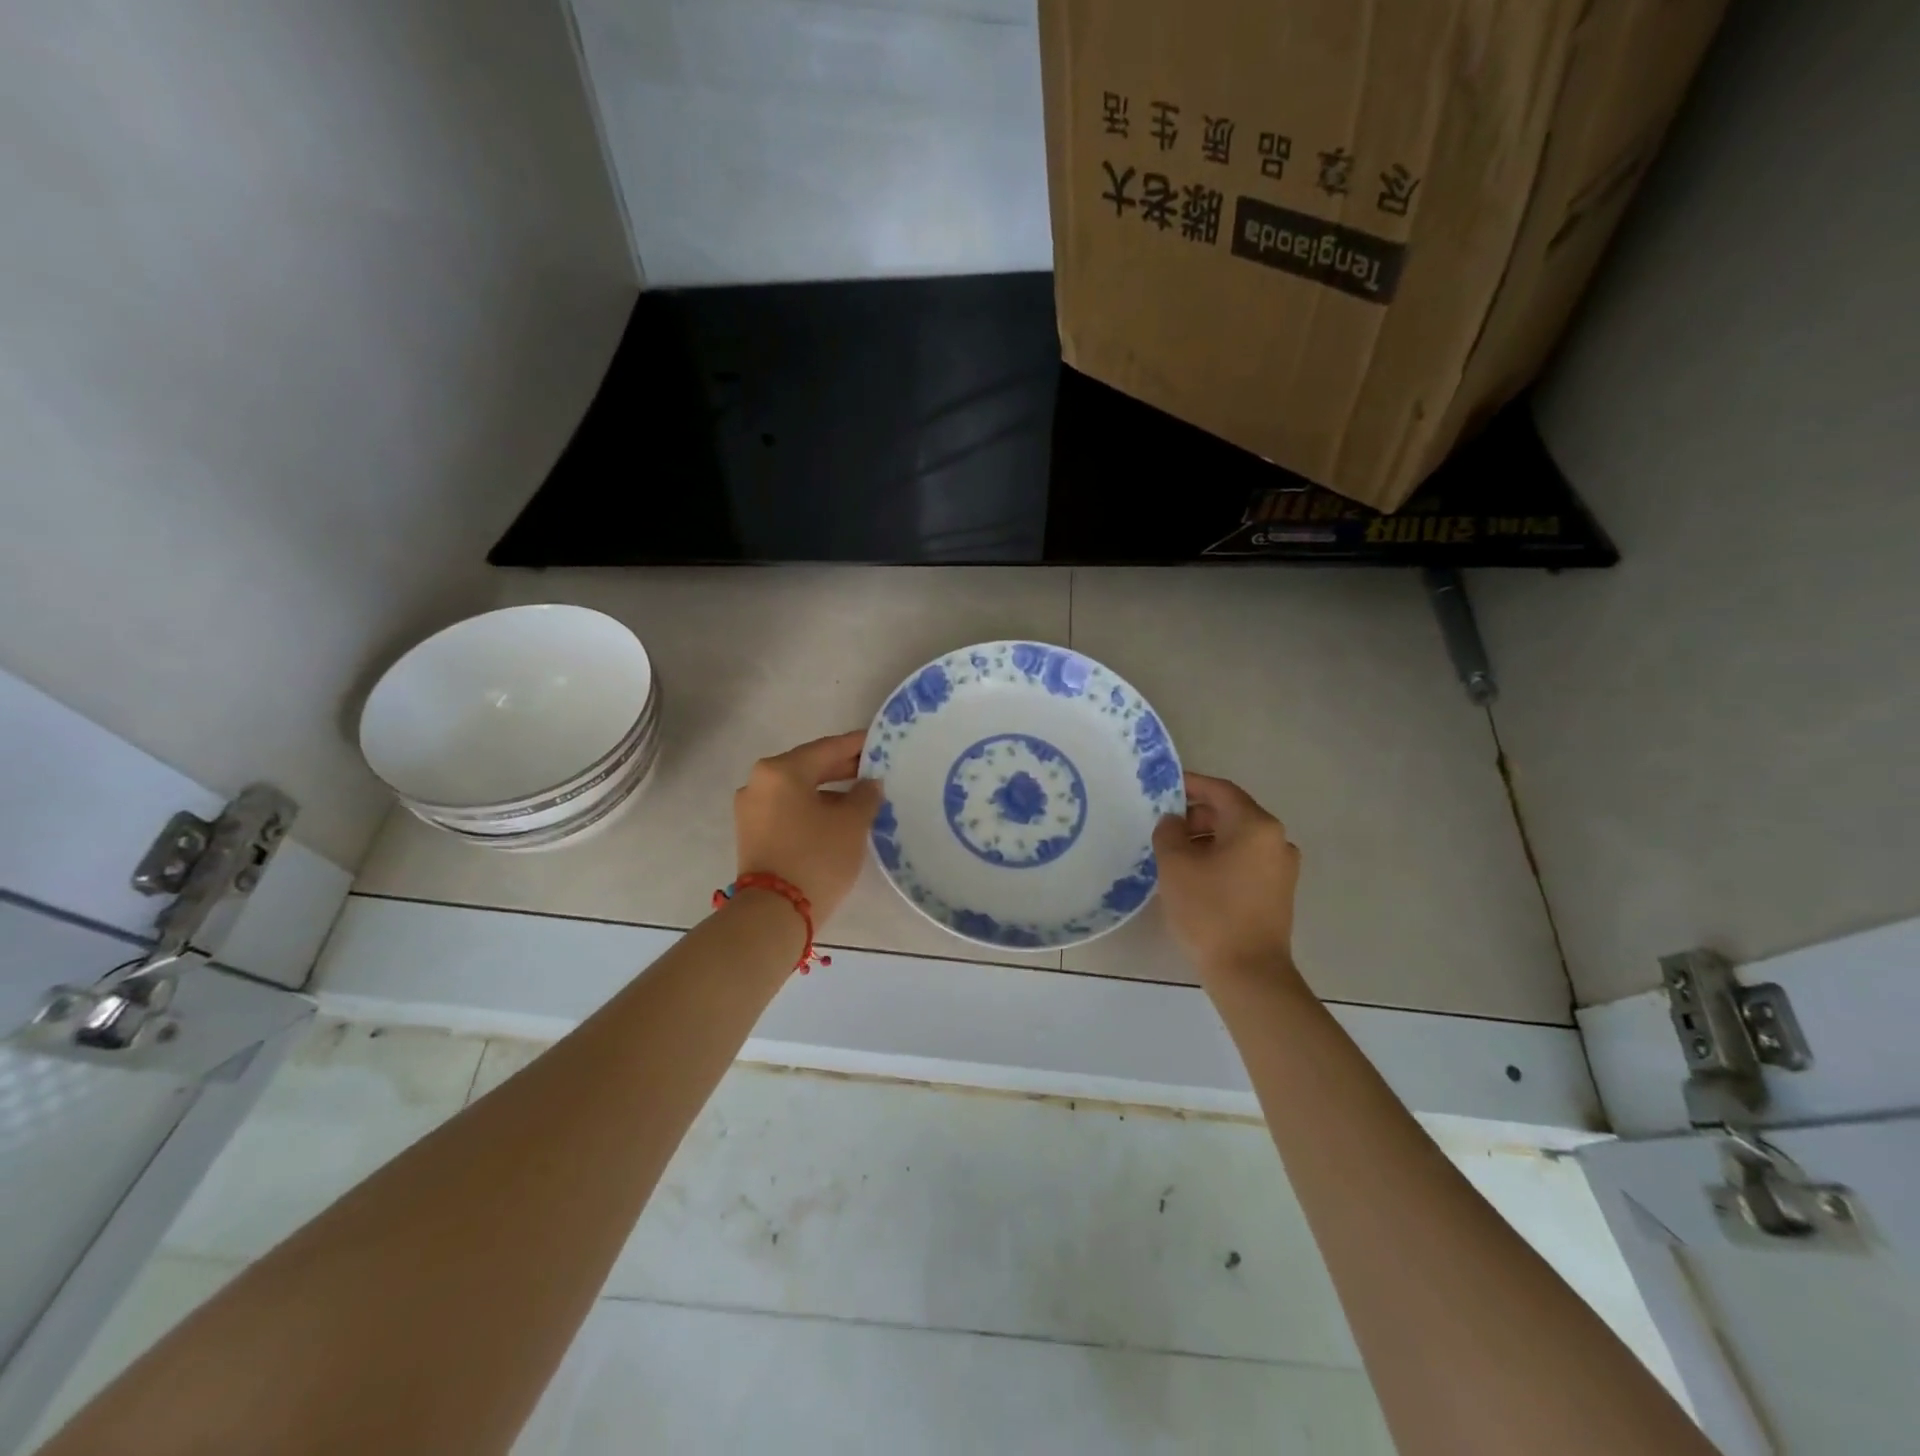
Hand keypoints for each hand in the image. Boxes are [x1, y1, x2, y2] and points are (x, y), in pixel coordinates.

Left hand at [734, 731, 883, 922]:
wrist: (774, 913)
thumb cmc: (817, 857)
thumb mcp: (852, 823)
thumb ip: (865, 795)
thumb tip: (869, 783)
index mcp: (781, 770)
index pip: (827, 748)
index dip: (856, 745)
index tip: (878, 741)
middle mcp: (759, 782)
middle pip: (808, 767)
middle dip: (841, 768)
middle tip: (873, 769)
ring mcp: (751, 808)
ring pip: (797, 789)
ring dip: (827, 790)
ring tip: (860, 796)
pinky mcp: (752, 833)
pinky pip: (787, 808)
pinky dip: (811, 807)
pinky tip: (836, 817)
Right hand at [1153, 773, 1304, 987]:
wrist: (1249, 973)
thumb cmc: (1210, 911)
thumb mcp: (1176, 865)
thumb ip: (1169, 832)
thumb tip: (1174, 822)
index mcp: (1256, 825)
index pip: (1220, 791)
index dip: (1190, 784)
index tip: (1163, 786)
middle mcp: (1277, 840)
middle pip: (1231, 813)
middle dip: (1196, 815)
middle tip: (1163, 826)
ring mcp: (1282, 868)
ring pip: (1237, 839)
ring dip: (1206, 839)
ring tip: (1174, 853)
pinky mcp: (1278, 892)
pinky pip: (1245, 861)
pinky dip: (1220, 858)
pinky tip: (1195, 876)